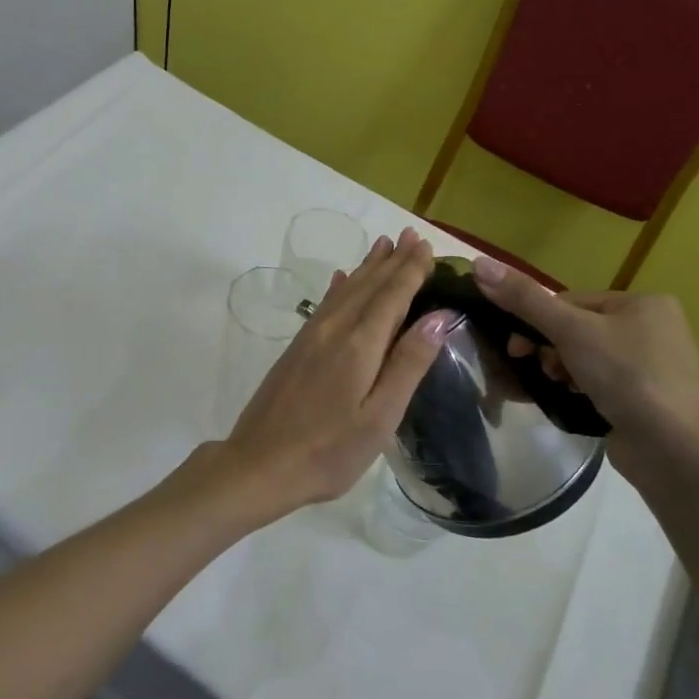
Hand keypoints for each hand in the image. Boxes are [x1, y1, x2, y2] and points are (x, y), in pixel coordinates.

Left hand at [210, 228, 453, 520]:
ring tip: (382, 245)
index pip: (392, 296)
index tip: (426, 246)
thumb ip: (408, 364)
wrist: (260, 463)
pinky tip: (341, 279)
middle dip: (392, 260)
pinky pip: (325, 304)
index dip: (410, 270)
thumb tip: (439, 316)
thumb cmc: (329, 450)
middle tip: (410, 235)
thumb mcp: (380, 416)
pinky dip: (340, 287)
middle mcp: (334, 329)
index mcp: (359, 345)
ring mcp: (311, 336)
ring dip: (367, 267)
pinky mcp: (296, 348)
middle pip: (368, 285)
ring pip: (345, 290)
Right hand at [471, 257, 698, 449]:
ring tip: (557, 388)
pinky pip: (600, 384)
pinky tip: (570, 402)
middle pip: (578, 329)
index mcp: (644, 303)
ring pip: (586, 358)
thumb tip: (479, 263)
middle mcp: (654, 329)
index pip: (573, 301)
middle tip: (535, 368)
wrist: (675, 451)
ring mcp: (653, 368)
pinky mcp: (647, 401)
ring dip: (561, 371)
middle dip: (550, 349)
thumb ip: (524, 299)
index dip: (539, 321)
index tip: (518, 346)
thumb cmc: (627, 376)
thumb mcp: (570, 331)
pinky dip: (579, 390)